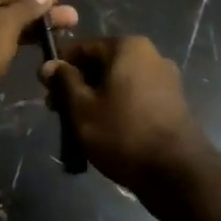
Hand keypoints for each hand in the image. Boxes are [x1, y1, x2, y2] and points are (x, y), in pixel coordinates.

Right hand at [42, 36, 212, 204]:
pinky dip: (116, 107)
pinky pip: (134, 97)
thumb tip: (49, 64)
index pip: (83, 48)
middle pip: (102, 64)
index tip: (44, 89)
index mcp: (128, 47)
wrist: (176, 172)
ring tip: (78, 125)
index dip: (60, 67)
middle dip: (77, 85)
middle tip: (57, 111)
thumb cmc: (122, 132)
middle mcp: (151, 55)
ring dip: (95, 98)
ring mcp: (165, 80)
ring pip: (118, 82)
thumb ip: (64, 82)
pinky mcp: (172, 104)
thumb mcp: (82, 107)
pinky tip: (104, 130)